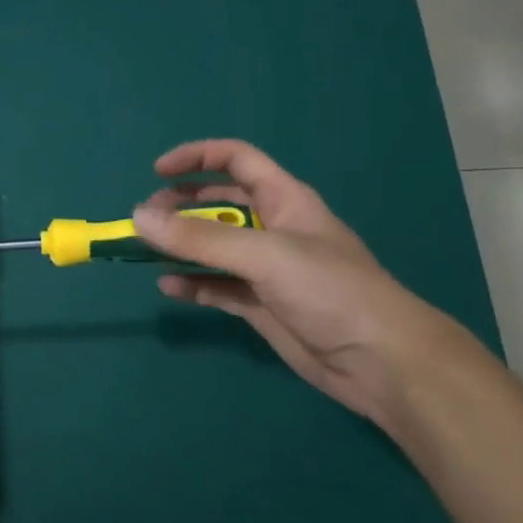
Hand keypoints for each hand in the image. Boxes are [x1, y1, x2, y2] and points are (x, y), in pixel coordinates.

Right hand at [132, 139, 463, 421]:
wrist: (384, 364)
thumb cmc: (331, 292)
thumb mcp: (264, 255)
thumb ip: (200, 238)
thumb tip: (139, 218)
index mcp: (284, 200)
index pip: (236, 160)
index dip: (197, 158)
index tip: (157, 173)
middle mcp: (273, 228)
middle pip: (218, 203)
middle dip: (180, 205)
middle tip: (147, 220)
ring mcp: (267, 269)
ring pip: (213, 246)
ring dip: (180, 245)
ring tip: (146, 250)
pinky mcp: (261, 305)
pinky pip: (216, 286)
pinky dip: (192, 283)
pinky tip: (169, 287)